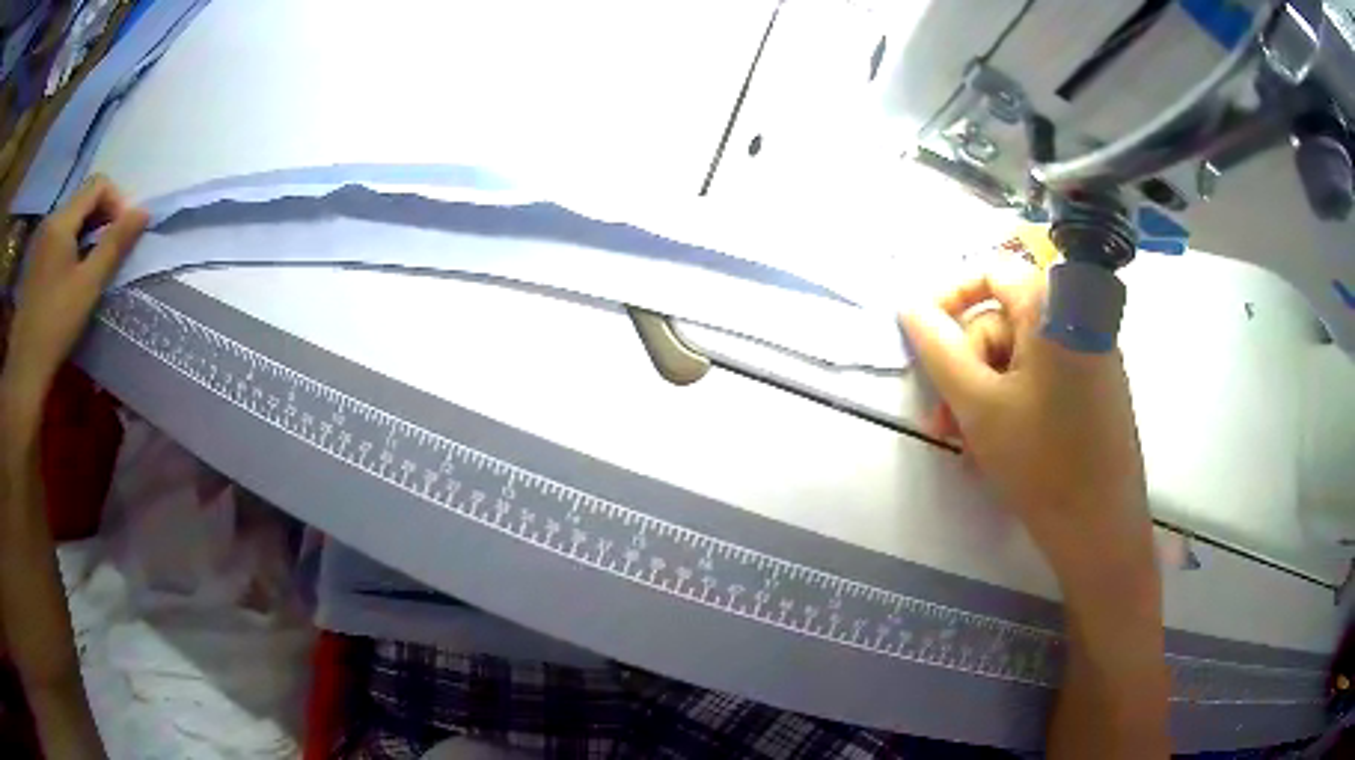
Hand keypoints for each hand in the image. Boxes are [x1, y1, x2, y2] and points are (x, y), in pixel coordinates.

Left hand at [3, 176, 147, 410]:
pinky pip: (58, 236)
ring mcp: (39, 240)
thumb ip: (115, 244)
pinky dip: (71, 245)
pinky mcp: (34, 260)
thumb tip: (144, 212)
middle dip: (101, 216)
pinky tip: (71, 276)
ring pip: (70, 218)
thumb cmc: (56, 324)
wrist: (24, 367)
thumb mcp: (89, 285)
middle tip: (110, 251)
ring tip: (91, 266)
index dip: (116, 201)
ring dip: (86, 232)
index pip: (98, 184)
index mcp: (62, 220)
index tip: (122, 234)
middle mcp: (50, 219)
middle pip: (83, 198)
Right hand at [898, 258, 1154, 595]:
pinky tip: (994, 445)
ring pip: (1019, 356)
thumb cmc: (1040, 461)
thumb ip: (938, 349)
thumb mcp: (977, 405)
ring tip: (963, 443)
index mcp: (1053, 307)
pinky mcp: (1095, 388)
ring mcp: (1090, 355)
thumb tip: (909, 307)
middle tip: (941, 419)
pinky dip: (1012, 401)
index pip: (992, 271)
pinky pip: (1042, 378)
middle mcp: (1076, 319)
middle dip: (965, 367)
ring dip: (983, 392)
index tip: (923, 338)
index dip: (950, 297)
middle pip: (1003, 320)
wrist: (1100, 528)